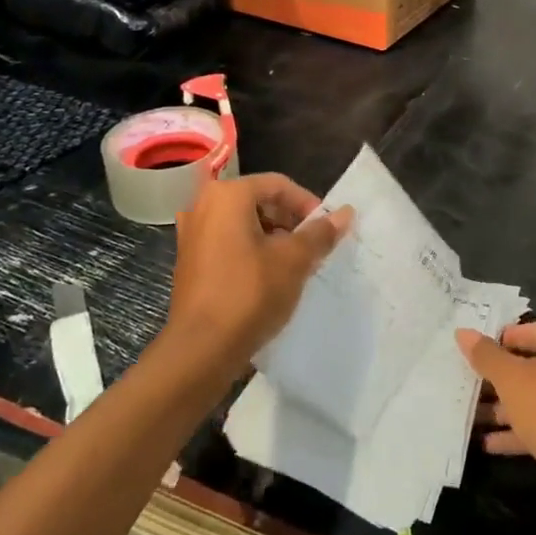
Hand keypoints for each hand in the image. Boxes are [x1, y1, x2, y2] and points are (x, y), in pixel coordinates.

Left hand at [164, 173, 351, 372]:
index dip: (308, 204)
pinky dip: (252, 251)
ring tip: (296, 264)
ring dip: (273, 238)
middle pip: (259, 201)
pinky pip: (228, 243)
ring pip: (244, 224)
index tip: (327, 229)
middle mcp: (203, 206)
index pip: (278, 185)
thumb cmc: (250, 293)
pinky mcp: (190, 262)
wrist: (201, 349)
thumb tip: (345, 213)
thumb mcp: (293, 261)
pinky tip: (270, 278)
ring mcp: (192, 235)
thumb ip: (320, 233)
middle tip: (313, 246)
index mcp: (227, 196)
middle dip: (290, 221)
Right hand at [456, 323, 535, 528]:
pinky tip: (487, 444)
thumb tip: (463, 332)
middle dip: (496, 378)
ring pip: (533, 400)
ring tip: (465, 415)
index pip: (529, 331)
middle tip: (460, 383)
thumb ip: (488, 357)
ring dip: (502, 408)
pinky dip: (516, 434)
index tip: (467, 350)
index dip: (499, 339)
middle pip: (530, 367)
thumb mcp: (516, 381)